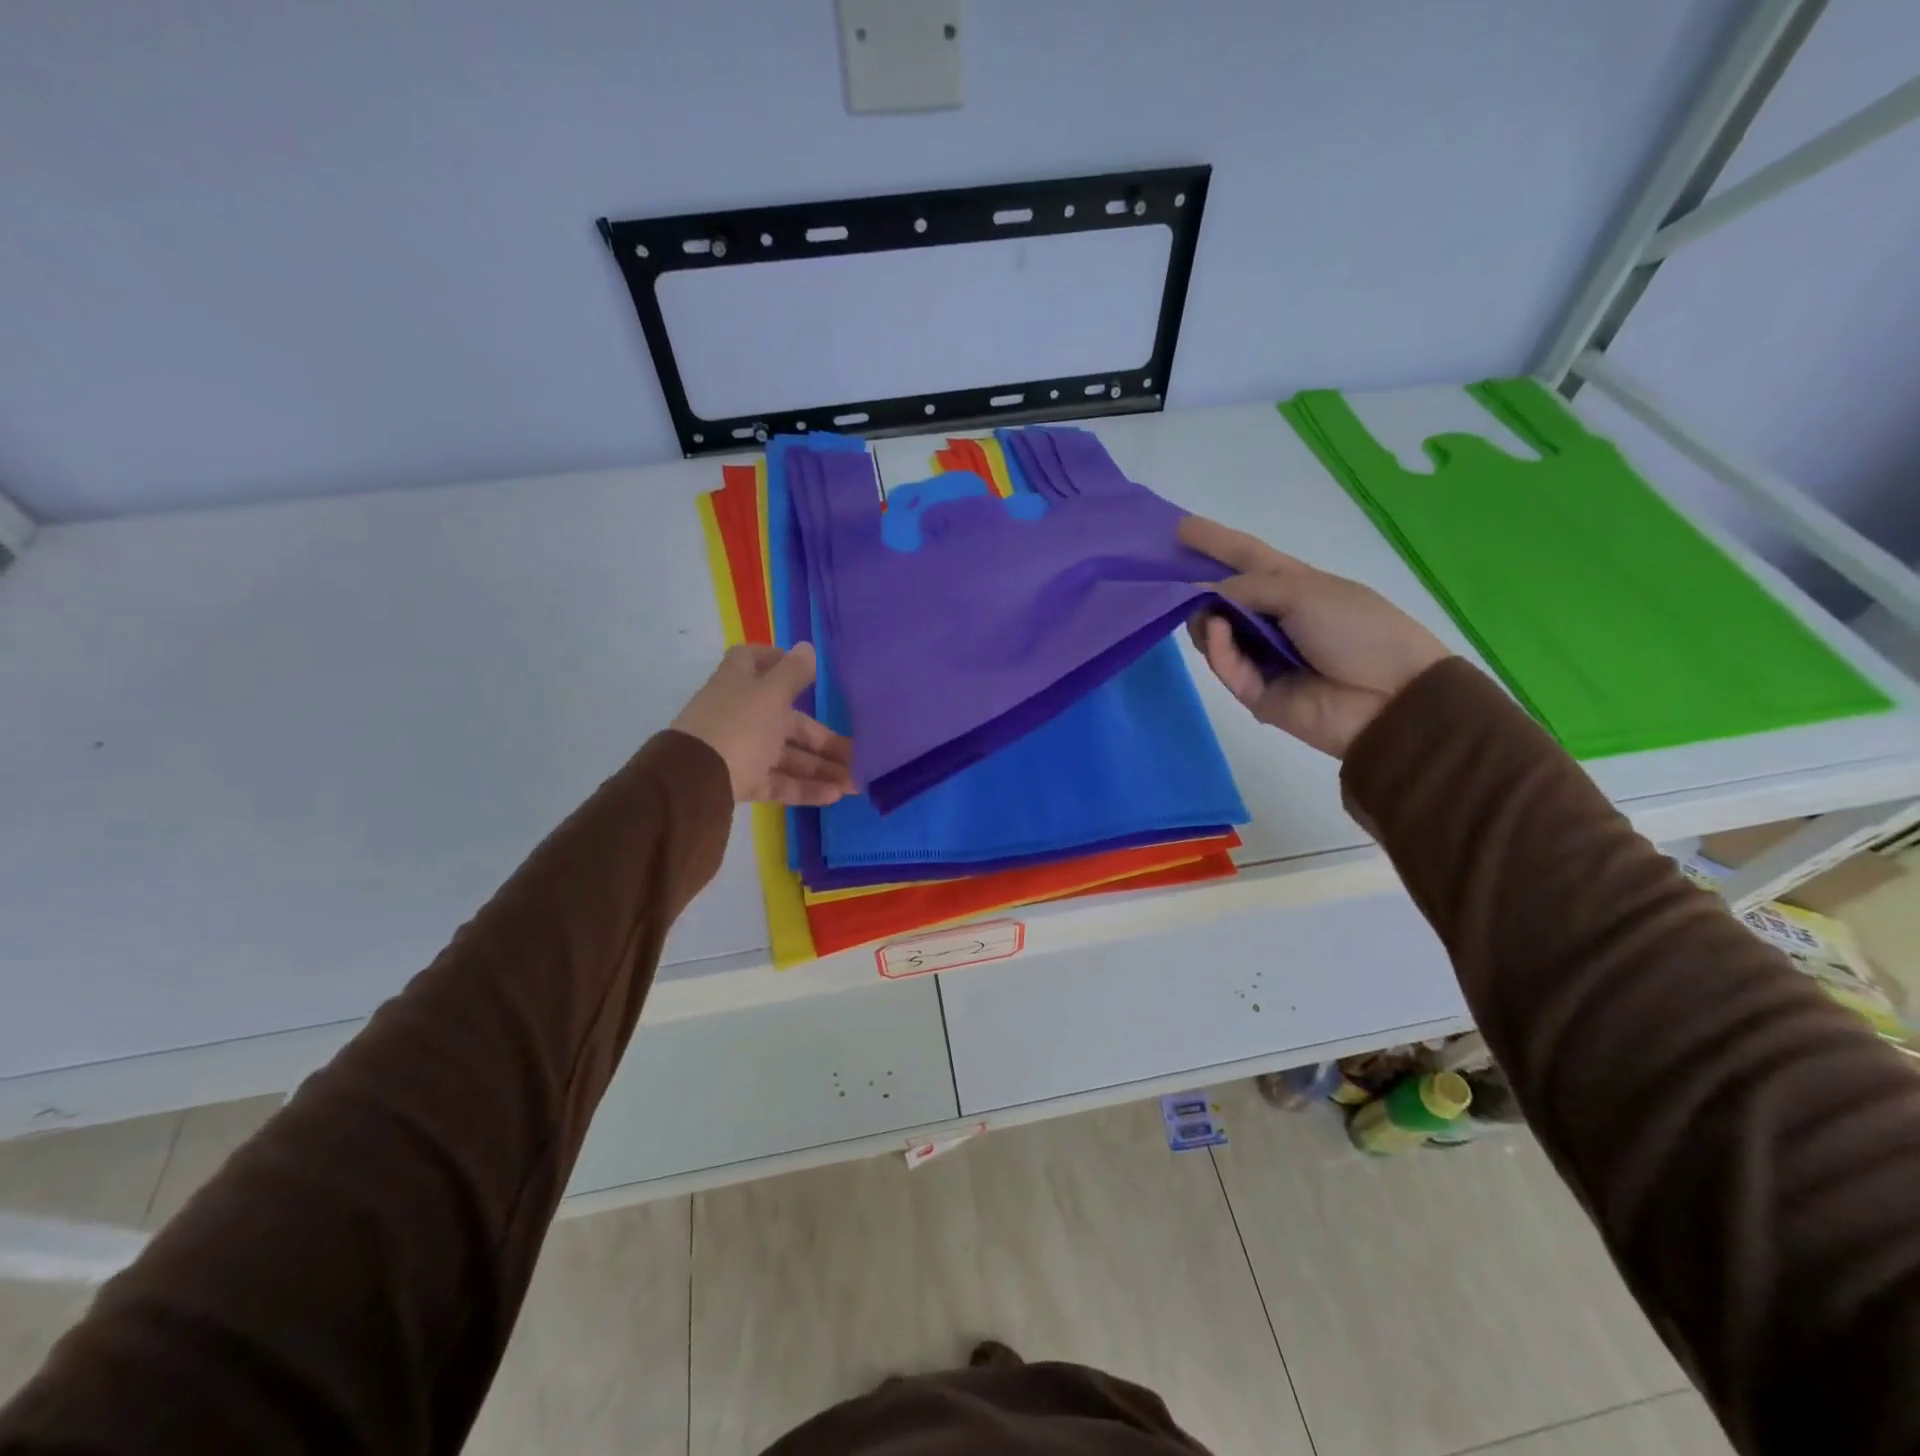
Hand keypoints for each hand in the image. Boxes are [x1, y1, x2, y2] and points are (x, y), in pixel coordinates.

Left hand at [670, 644, 856, 805]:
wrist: (693, 783)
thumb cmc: (737, 726)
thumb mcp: (770, 695)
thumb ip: (793, 673)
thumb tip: (807, 647)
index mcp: (740, 684)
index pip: (753, 660)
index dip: (777, 660)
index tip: (809, 673)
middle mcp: (740, 714)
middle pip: (787, 721)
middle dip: (823, 740)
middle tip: (857, 755)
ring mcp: (740, 750)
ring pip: (787, 756)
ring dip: (820, 768)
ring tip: (854, 784)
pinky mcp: (741, 782)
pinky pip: (778, 782)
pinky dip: (804, 788)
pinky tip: (834, 796)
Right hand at [1179, 515, 1450, 758]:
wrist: (1390, 698)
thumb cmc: (1357, 629)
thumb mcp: (1303, 591)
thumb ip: (1246, 589)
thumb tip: (1199, 594)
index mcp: (1292, 585)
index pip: (1246, 557)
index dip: (1216, 542)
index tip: (1180, 528)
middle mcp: (1273, 618)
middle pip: (1221, 599)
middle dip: (1195, 590)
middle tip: (1166, 584)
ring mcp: (1262, 656)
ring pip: (1214, 635)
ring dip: (1205, 620)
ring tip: (1205, 614)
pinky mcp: (1254, 691)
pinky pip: (1226, 666)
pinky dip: (1218, 648)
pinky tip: (1216, 631)